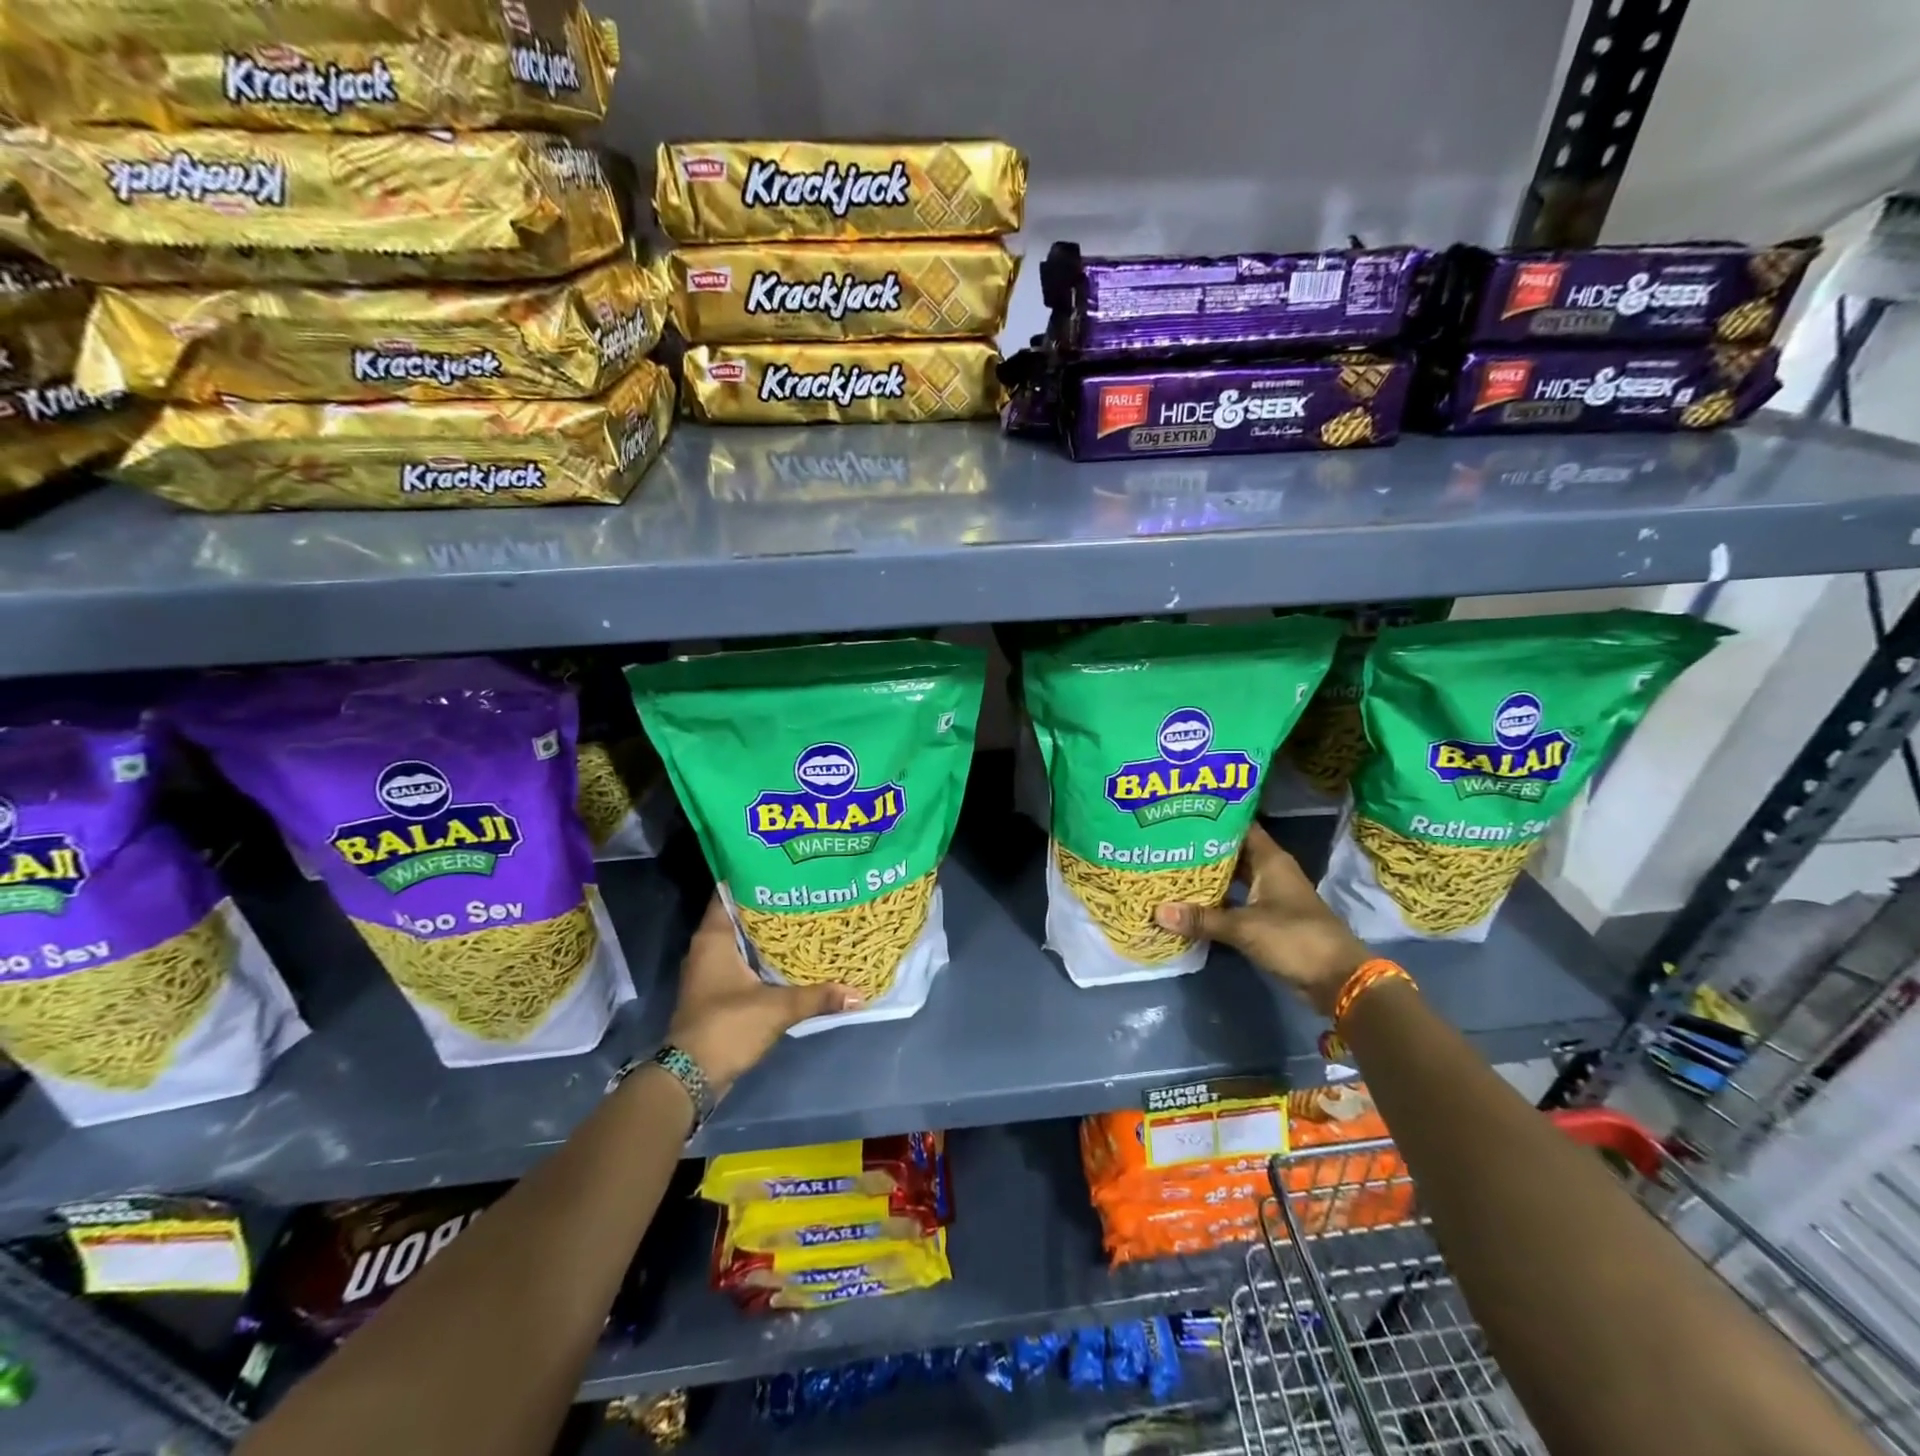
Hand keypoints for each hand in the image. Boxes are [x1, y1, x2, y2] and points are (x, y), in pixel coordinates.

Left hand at [665, 894, 861, 1096]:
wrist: (691, 1078)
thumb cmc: (726, 1027)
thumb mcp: (776, 1008)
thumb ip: (817, 996)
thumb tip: (858, 993)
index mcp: (713, 938)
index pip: (728, 892)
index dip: (753, 877)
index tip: (783, 867)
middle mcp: (707, 948)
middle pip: (739, 915)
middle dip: (769, 904)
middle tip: (803, 890)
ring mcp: (710, 971)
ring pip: (742, 940)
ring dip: (767, 932)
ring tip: (803, 916)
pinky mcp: (717, 992)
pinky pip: (742, 961)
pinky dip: (763, 956)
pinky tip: (791, 954)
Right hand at [1155, 823, 1369, 1017]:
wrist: (1337, 979)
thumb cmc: (1295, 938)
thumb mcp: (1244, 927)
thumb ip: (1201, 918)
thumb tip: (1157, 911)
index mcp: (1270, 860)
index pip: (1238, 825)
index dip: (1212, 817)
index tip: (1181, 811)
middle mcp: (1270, 871)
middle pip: (1232, 851)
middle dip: (1202, 847)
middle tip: (1165, 840)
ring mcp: (1269, 895)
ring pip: (1233, 877)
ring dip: (1207, 875)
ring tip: (1170, 866)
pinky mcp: (1267, 918)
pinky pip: (1235, 900)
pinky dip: (1215, 900)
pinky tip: (1189, 900)